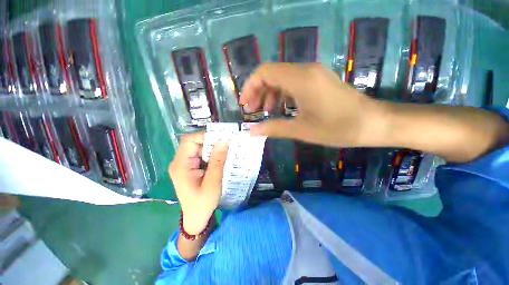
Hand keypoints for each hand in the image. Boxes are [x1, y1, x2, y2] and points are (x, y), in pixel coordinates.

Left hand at [169, 133, 228, 234]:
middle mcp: (180, 162)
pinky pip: (202, 155)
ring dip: (213, 148)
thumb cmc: (203, 203)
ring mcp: (185, 164)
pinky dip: (212, 154)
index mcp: (181, 165)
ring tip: (227, 150)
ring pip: (200, 148)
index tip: (222, 138)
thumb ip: (218, 161)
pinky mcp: (191, 167)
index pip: (189, 141)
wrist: (196, 217)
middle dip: (212, 142)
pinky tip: (222, 158)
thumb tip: (224, 141)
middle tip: (228, 144)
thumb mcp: (213, 182)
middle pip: (195, 143)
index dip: (205, 136)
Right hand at [239, 63, 384, 147]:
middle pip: (271, 74)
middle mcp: (305, 70)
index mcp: (300, 79)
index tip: (244, 105)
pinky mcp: (317, 81)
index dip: (250, 87)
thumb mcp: (301, 130)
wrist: (374, 123)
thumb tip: (251, 131)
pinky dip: (282, 95)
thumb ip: (273, 128)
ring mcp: (313, 74)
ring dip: (269, 94)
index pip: (264, 72)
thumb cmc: (338, 128)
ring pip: (281, 78)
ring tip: (265, 112)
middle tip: (253, 112)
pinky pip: (292, 83)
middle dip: (258, 92)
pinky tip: (281, 109)